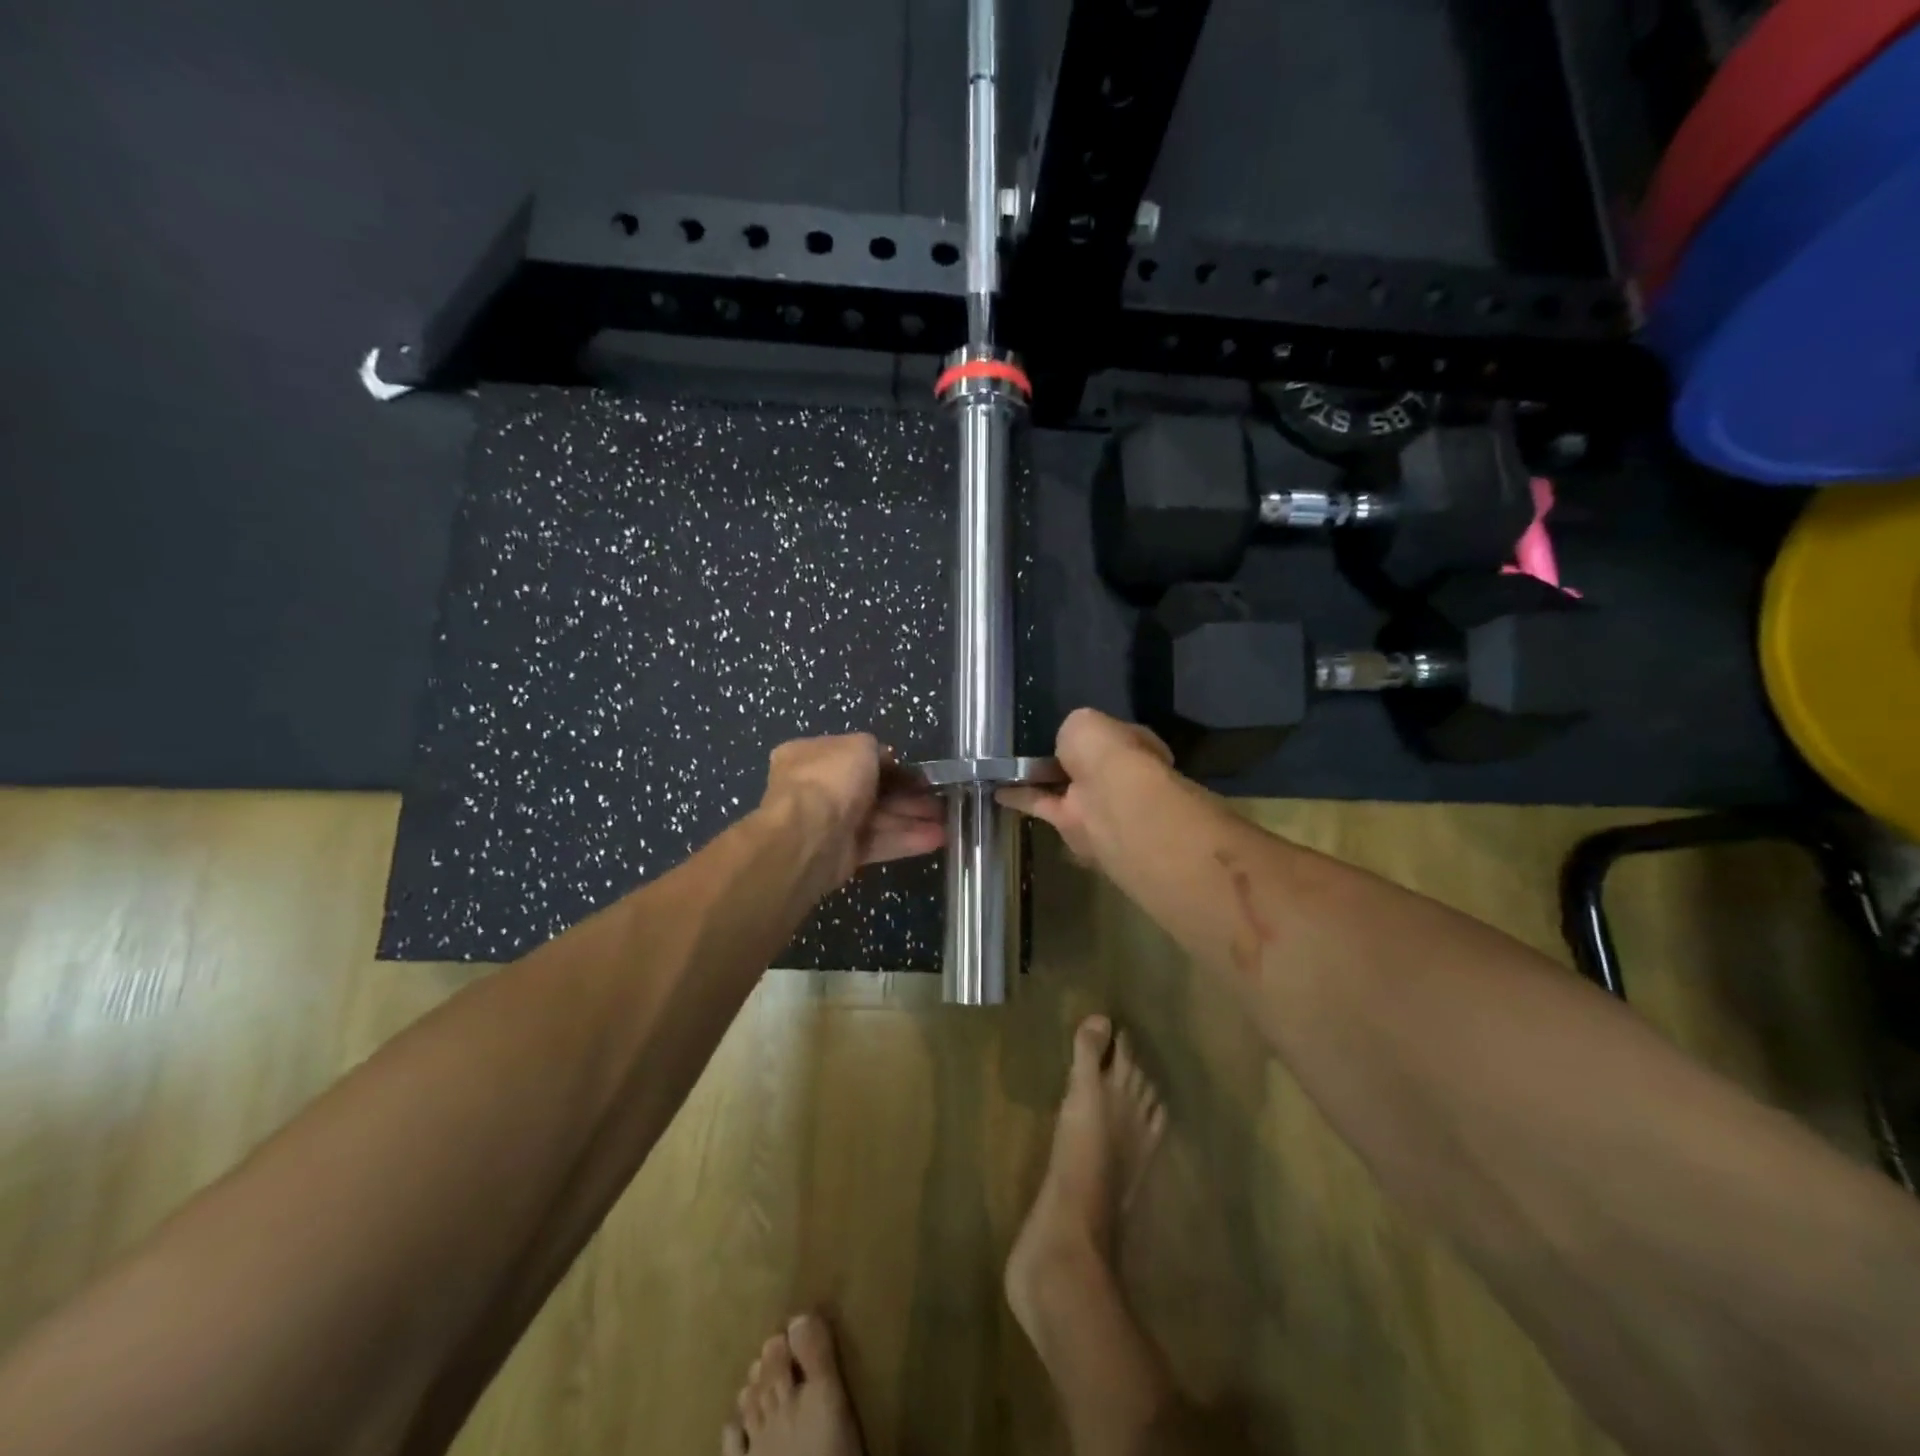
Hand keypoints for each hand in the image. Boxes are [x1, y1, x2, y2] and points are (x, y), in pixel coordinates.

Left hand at [760, 734, 946, 889]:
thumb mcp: (858, 745)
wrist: (808, 835)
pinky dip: (906, 840)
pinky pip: (878, 843)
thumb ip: (874, 749)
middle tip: (940, 799)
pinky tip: (936, 839)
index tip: (915, 771)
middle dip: (907, 795)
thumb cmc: (831, 779)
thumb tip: (885, 760)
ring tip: (947, 822)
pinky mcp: (843, 854)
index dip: (887, 762)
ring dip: (913, 818)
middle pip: (871, 790)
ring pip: (878, 818)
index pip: (854, 756)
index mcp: (810, 756)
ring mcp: (829, 823)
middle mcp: (817, 789)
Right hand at [997, 708, 1172, 864]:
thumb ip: (1073, 729)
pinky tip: (997, 791)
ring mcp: (1094, 800)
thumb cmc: (1106, 751)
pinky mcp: (1071, 823)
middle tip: (1030, 746)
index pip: (1107, 735)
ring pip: (1061, 786)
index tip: (1060, 728)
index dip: (1086, 732)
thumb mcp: (1083, 721)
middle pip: (1084, 764)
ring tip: (1005, 767)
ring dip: (1038, 778)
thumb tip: (1066, 741)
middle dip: (1064, 757)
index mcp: (1130, 744)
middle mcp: (1115, 774)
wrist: (1109, 801)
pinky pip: (1042, 805)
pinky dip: (1020, 798)